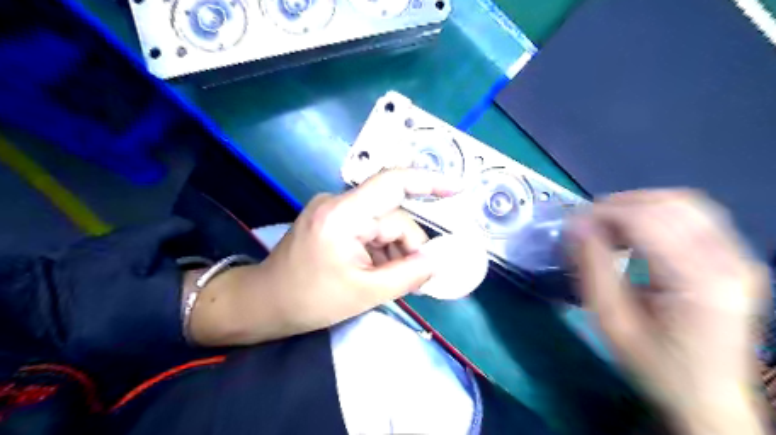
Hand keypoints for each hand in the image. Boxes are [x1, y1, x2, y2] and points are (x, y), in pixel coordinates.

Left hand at [189, 168, 459, 346]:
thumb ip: (409, 274)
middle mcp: (338, 203)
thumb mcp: (366, 293)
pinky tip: (376, 271)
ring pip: (382, 224)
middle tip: (416, 280)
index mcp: (343, 215)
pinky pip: (367, 228)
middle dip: (408, 247)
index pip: (392, 183)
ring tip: (390, 281)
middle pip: (392, 216)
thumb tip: (439, 260)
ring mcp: (333, 209)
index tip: (457, 188)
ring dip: (393, 251)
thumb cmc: (310, 301)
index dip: (429, 182)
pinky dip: (379, 249)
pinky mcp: (332, 219)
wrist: (263, 303)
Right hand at [569, 190, 769, 434]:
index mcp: (699, 281)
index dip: (603, 213)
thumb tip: (575, 225)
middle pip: (670, 203)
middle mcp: (729, 261)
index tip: (572, 224)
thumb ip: (592, 267)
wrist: (709, 398)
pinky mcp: (736, 259)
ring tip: (607, 228)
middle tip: (587, 225)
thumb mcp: (611, 321)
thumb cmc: (654, 365)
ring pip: (684, 203)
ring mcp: (739, 257)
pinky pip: (695, 216)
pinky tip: (635, 234)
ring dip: (637, 206)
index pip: (646, 219)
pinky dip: (656, 214)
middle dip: (619, 205)